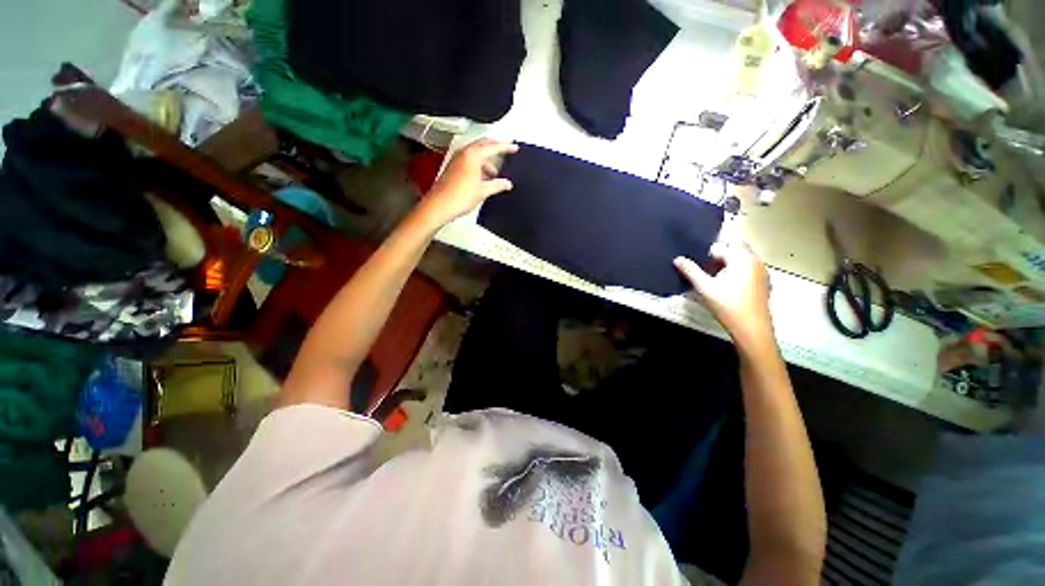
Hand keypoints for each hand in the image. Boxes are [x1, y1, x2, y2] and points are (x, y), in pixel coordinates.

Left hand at [419, 138, 518, 225]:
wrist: (440, 205)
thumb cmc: (460, 196)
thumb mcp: (483, 191)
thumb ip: (497, 185)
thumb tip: (507, 183)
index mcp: (473, 155)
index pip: (493, 147)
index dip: (505, 147)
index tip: (514, 148)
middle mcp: (464, 153)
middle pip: (483, 144)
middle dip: (495, 147)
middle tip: (506, 151)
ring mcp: (457, 159)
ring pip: (475, 153)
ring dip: (486, 159)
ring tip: (495, 172)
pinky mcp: (453, 167)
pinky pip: (469, 160)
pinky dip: (478, 164)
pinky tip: (483, 177)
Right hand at [674, 235, 772, 348]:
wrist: (751, 328)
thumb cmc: (727, 305)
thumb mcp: (704, 287)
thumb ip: (690, 271)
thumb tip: (677, 259)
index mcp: (741, 258)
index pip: (720, 246)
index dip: (707, 254)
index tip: (699, 266)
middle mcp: (755, 261)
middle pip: (736, 247)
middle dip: (720, 254)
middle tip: (706, 268)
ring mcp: (762, 272)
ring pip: (743, 258)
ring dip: (728, 263)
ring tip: (715, 278)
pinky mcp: (764, 283)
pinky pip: (749, 269)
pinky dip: (737, 271)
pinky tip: (728, 287)